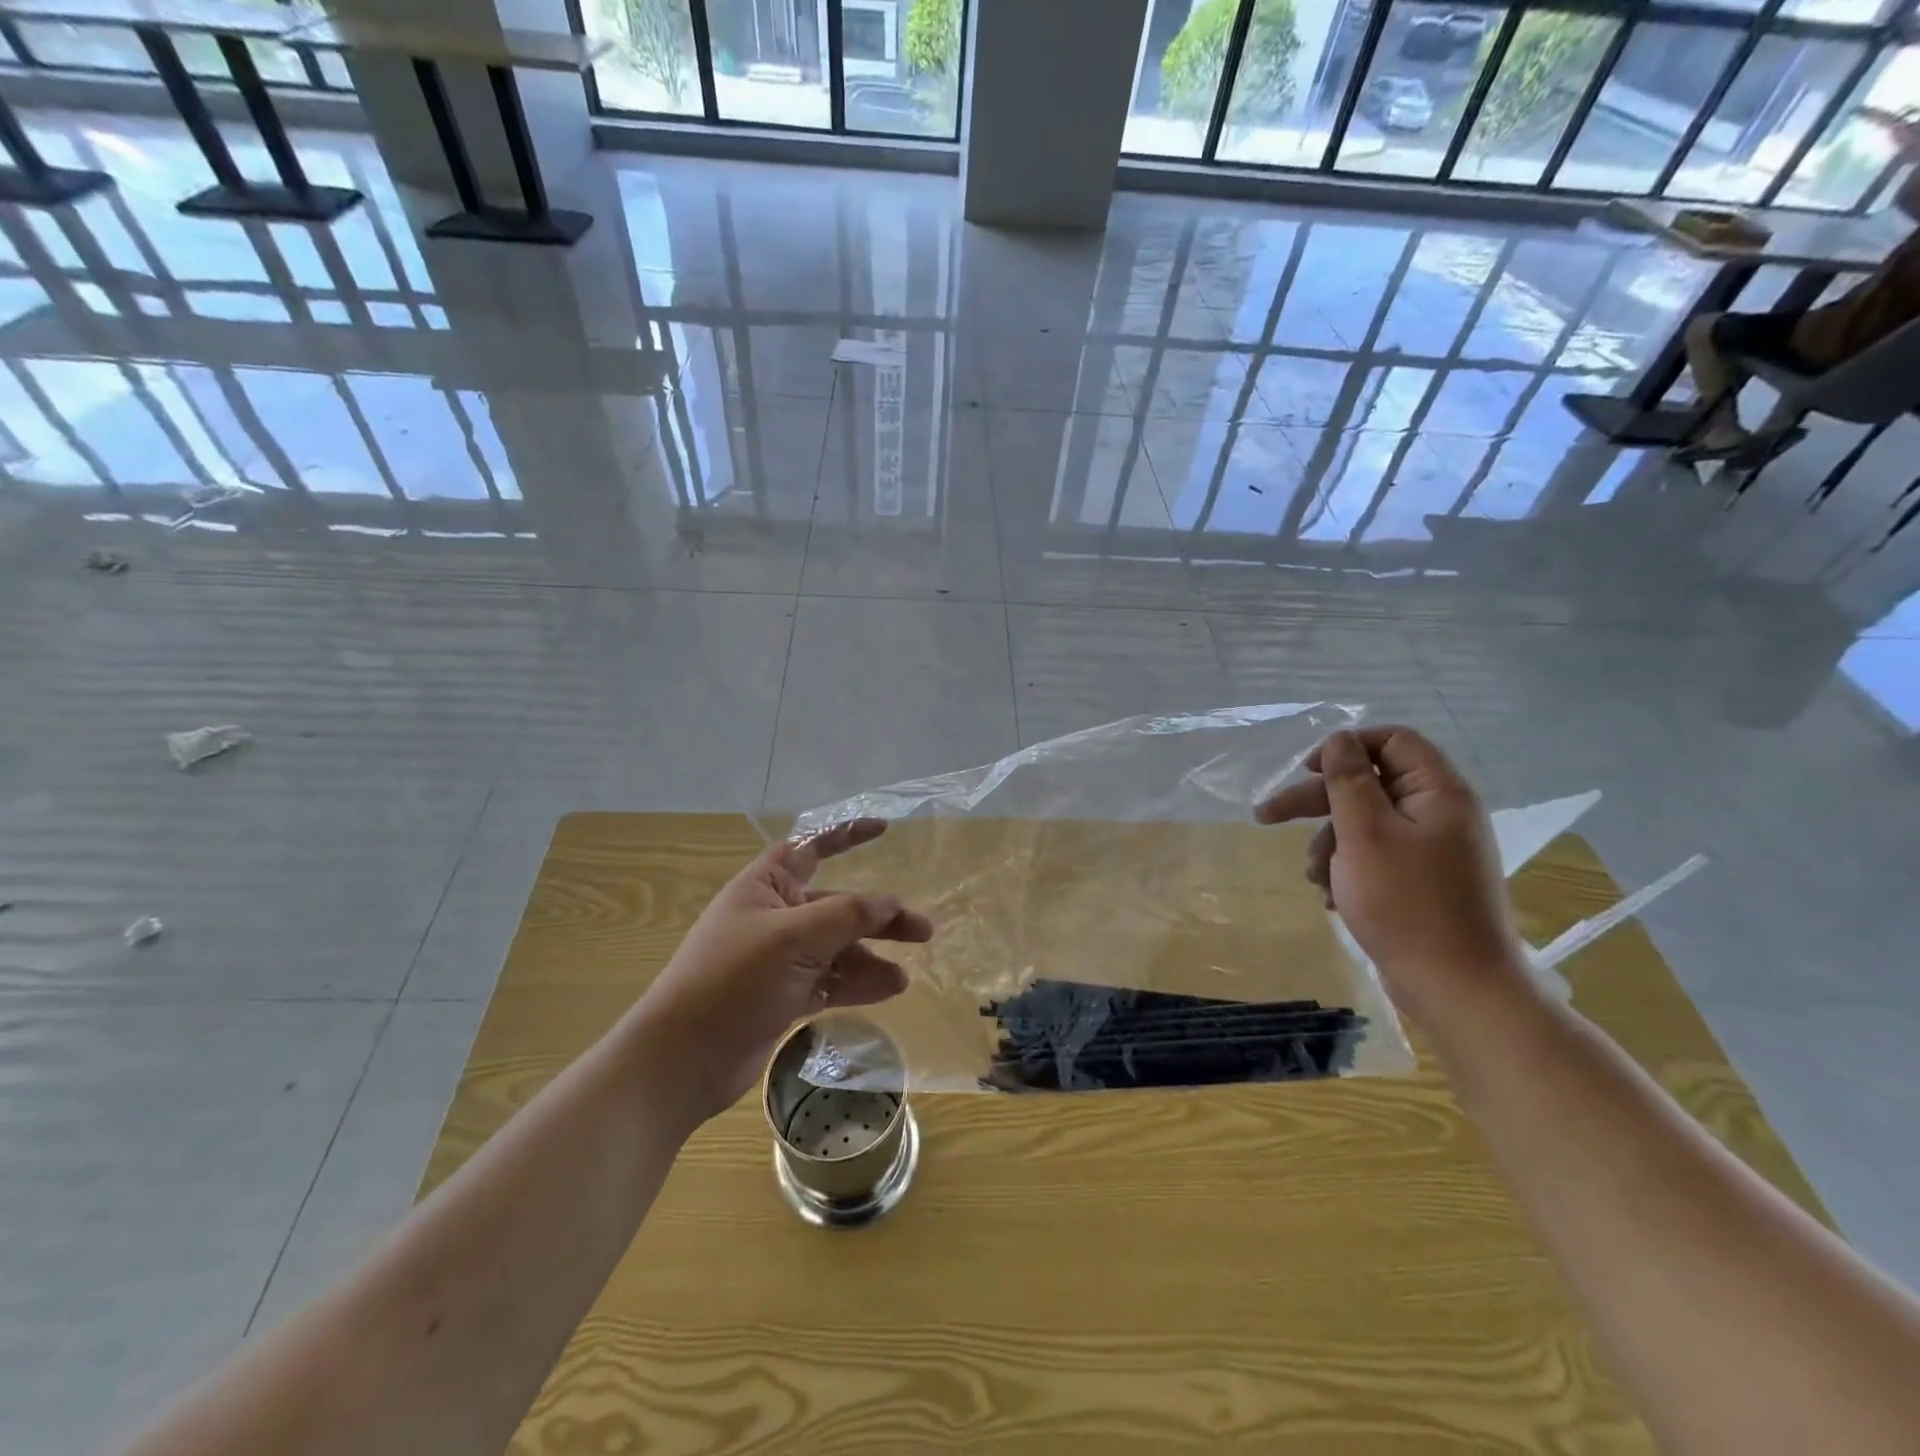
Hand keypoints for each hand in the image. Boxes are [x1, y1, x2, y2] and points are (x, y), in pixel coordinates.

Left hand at [633, 819, 931, 1124]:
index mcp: (765, 887)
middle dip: (878, 916)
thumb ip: (848, 915)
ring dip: (871, 958)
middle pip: (837, 906)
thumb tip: (890, 902)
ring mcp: (779, 959)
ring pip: (838, 948)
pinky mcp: (784, 996)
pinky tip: (888, 991)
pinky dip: (857, 984)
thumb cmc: (733, 980)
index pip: (811, 847)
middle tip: (922, 931)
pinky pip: (830, 981)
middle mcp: (774, 916)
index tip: (885, 829)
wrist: (682, 1060)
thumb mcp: (794, 938)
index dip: (846, 835)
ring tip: (905, 976)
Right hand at [1254, 727, 1530, 1031]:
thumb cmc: (1406, 903)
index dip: (1345, 748)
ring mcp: (1431, 850)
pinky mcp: (1421, 881)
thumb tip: (1338, 739)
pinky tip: (1332, 897)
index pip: (1391, 741)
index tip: (1305, 771)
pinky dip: (1347, 869)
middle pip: (1368, 784)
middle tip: (1266, 816)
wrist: (1457, 988)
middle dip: (1316, 801)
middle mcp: (1439, 814)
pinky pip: (1374, 856)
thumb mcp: (1365, 834)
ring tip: (1314, 877)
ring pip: (1364, 824)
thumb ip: (1348, 781)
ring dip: (1328, 843)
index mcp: (1437, 793)